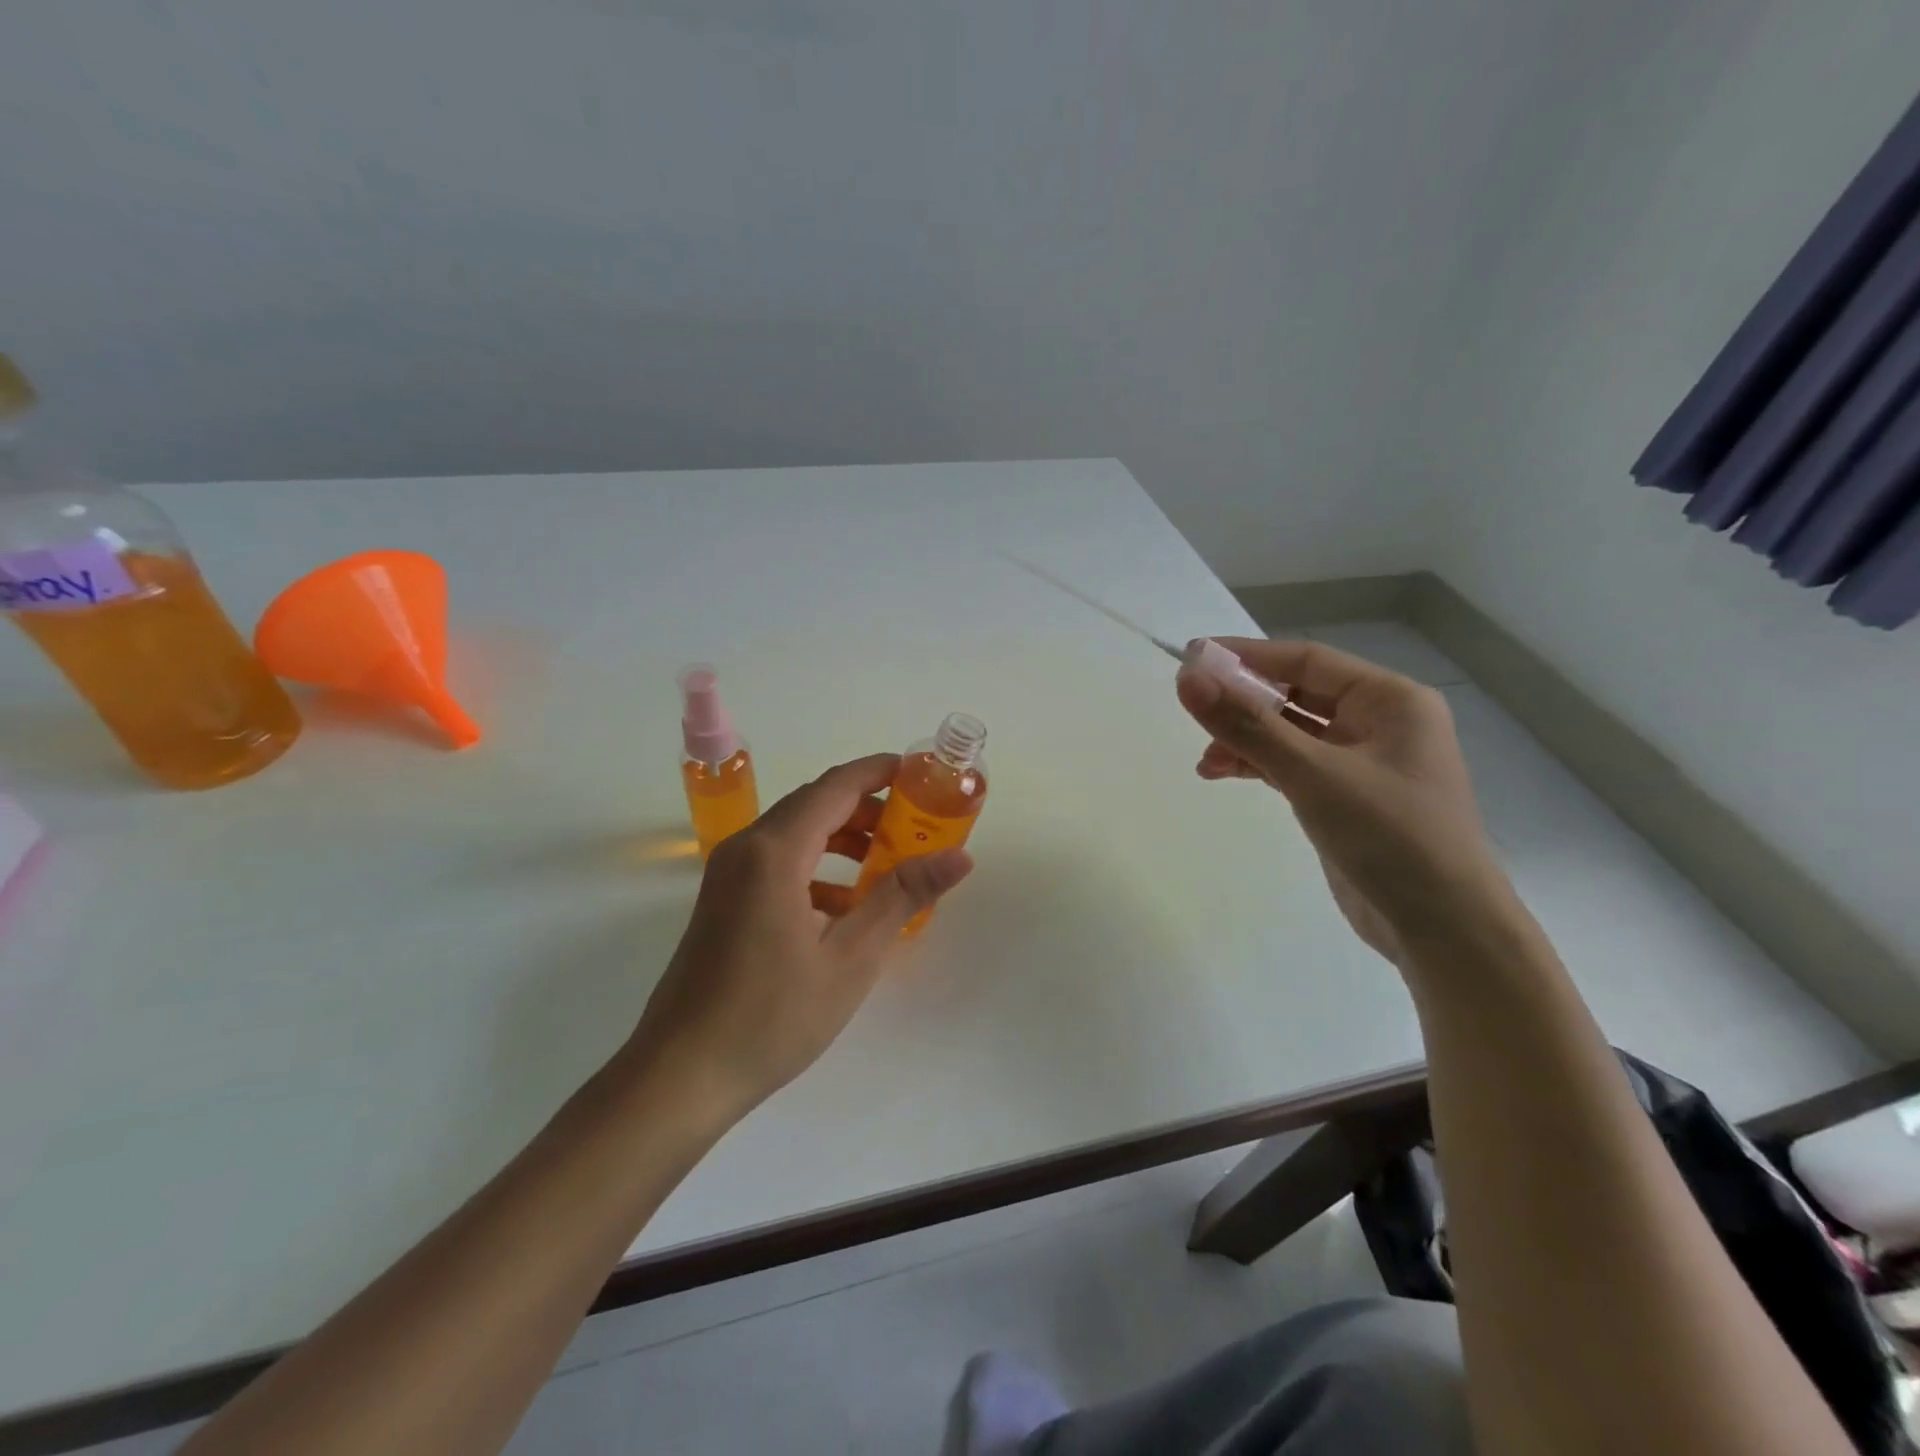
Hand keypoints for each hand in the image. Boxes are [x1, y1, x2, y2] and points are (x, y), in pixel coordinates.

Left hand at [622, 754, 973, 1121]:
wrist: (681, 1074)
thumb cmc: (772, 1015)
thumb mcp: (851, 956)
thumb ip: (903, 896)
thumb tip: (960, 857)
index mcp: (775, 850)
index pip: (836, 786)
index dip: (880, 772)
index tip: (922, 774)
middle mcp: (746, 847)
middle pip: (815, 804)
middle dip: (868, 808)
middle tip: (916, 826)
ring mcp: (728, 873)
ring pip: (796, 832)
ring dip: (843, 838)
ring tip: (889, 864)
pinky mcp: (723, 899)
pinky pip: (778, 861)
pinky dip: (817, 866)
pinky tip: (845, 905)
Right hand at [1176, 636, 1508, 961]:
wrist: (1443, 930)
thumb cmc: (1390, 837)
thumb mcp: (1313, 775)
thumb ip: (1248, 726)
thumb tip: (1188, 679)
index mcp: (1390, 700)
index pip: (1307, 661)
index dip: (1247, 656)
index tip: (1191, 657)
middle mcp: (1379, 723)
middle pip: (1296, 695)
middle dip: (1244, 704)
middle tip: (1193, 711)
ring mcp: (1362, 763)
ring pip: (1290, 733)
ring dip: (1245, 740)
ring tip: (1205, 760)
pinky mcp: (1345, 798)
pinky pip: (1292, 765)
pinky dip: (1258, 766)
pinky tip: (1222, 773)